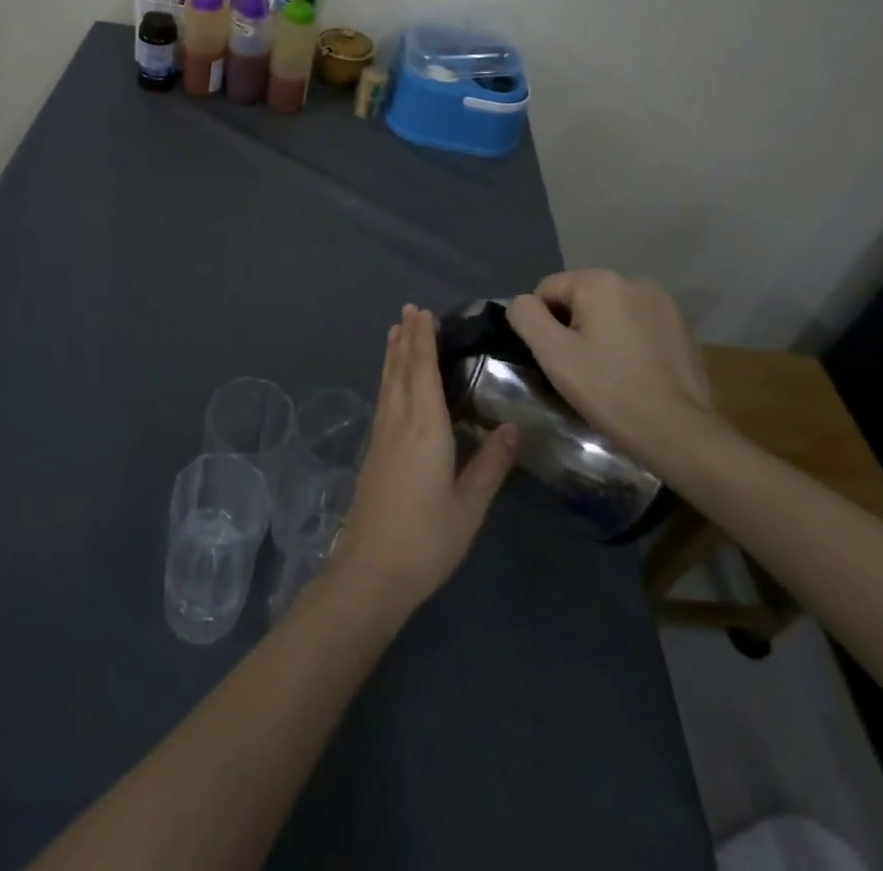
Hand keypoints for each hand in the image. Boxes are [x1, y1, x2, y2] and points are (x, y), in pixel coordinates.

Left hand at [330, 306, 517, 623]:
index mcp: (424, 428)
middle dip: (406, 338)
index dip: (423, 340)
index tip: (424, 313)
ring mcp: (381, 437)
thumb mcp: (469, 506)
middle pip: (400, 370)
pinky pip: (383, 399)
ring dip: (393, 355)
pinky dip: (388, 378)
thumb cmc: (426, 540)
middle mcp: (398, 422)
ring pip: (387, 383)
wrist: (370, 571)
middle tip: (410, 310)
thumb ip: (490, 465)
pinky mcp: (373, 452)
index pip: (422, 371)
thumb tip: (512, 426)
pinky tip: (391, 382)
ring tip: (396, 331)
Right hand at [505, 271, 714, 458]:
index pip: (548, 290)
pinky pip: (639, 325)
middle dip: (574, 327)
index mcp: (600, 281)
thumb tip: (523, 303)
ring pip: (611, 311)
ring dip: (602, 333)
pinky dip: (629, 341)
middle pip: (581, 298)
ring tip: (608, 371)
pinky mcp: (683, 327)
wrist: (678, 432)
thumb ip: (526, 316)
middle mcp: (634, 281)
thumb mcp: (552, 353)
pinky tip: (634, 372)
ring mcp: (664, 303)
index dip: (543, 324)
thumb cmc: (608, 389)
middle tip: (580, 368)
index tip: (557, 358)